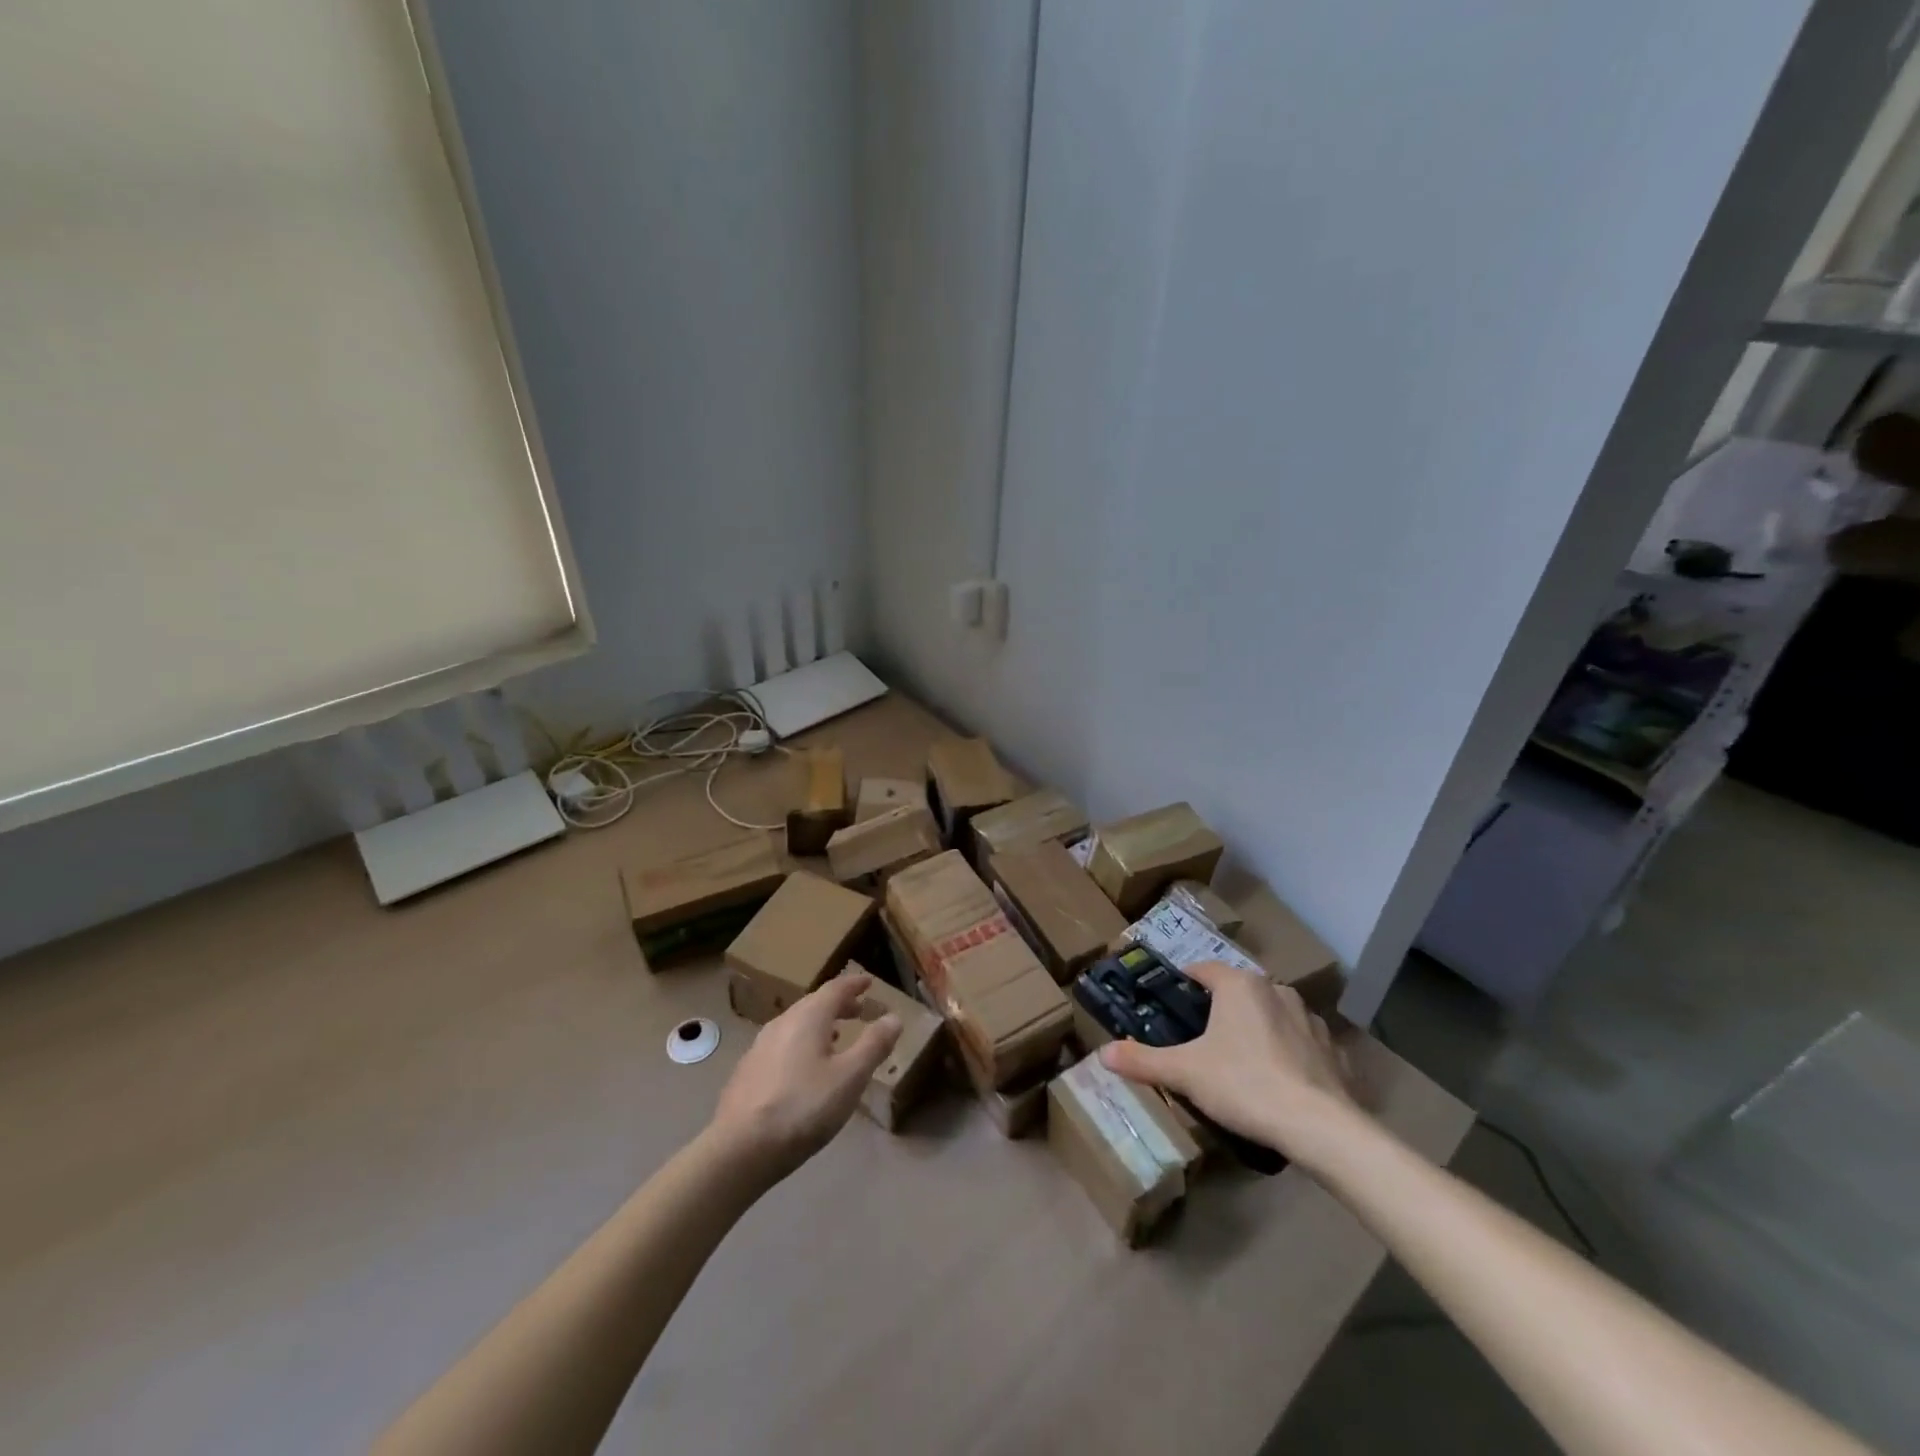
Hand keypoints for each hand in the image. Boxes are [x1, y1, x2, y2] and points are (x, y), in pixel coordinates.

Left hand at [710, 972, 901, 1180]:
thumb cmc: (803, 1108)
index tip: (869, 981)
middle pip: (814, 1004)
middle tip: (859, 1010)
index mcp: (808, 1017)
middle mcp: (782, 1023)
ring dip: (820, 1024)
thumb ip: (873, 1045)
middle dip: (839, 1004)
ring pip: (796, 1024)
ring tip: (837, 1036)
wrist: (740, 1148)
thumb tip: (894, 1017)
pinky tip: (805, 1066)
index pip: (835, 988)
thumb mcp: (850, 1078)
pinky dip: (802, 1043)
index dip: (854, 984)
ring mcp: (760, 1046)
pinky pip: (783, 1043)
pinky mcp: (748, 1070)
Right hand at [1099, 960, 1360, 1167]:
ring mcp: (1311, 1019)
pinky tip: (1279, 1082)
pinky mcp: (1334, 1051)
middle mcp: (1276, 990)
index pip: (1203, 969)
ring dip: (1257, 1029)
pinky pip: (1302, 1043)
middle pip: (1238, 991)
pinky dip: (1288, 1054)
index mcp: (1240, 985)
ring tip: (1239, 1062)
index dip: (1184, 983)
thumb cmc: (1244, 1084)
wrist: (1320, 1128)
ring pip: (1272, 1014)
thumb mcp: (1184, 1073)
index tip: (1170, 1004)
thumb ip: (1143, 1060)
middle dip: (1220, 1009)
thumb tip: (1103, 1053)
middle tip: (1199, 1039)